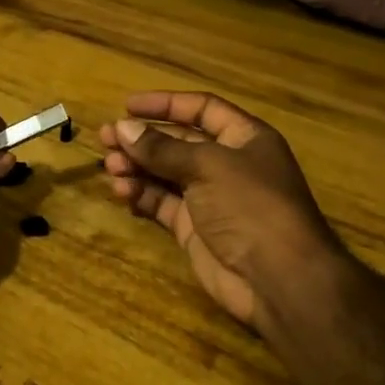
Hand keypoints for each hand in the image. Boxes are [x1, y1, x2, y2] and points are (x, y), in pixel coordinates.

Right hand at [100, 91, 345, 334]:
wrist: (279, 280)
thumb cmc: (251, 206)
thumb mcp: (208, 166)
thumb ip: (162, 148)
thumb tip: (122, 128)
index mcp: (243, 138)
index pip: (201, 109)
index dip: (165, 104)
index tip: (127, 106)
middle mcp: (227, 164)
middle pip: (177, 142)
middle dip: (142, 139)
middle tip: (106, 138)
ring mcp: (210, 198)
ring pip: (165, 173)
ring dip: (137, 167)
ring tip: (110, 168)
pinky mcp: (194, 229)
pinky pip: (162, 203)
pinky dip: (141, 195)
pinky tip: (123, 193)